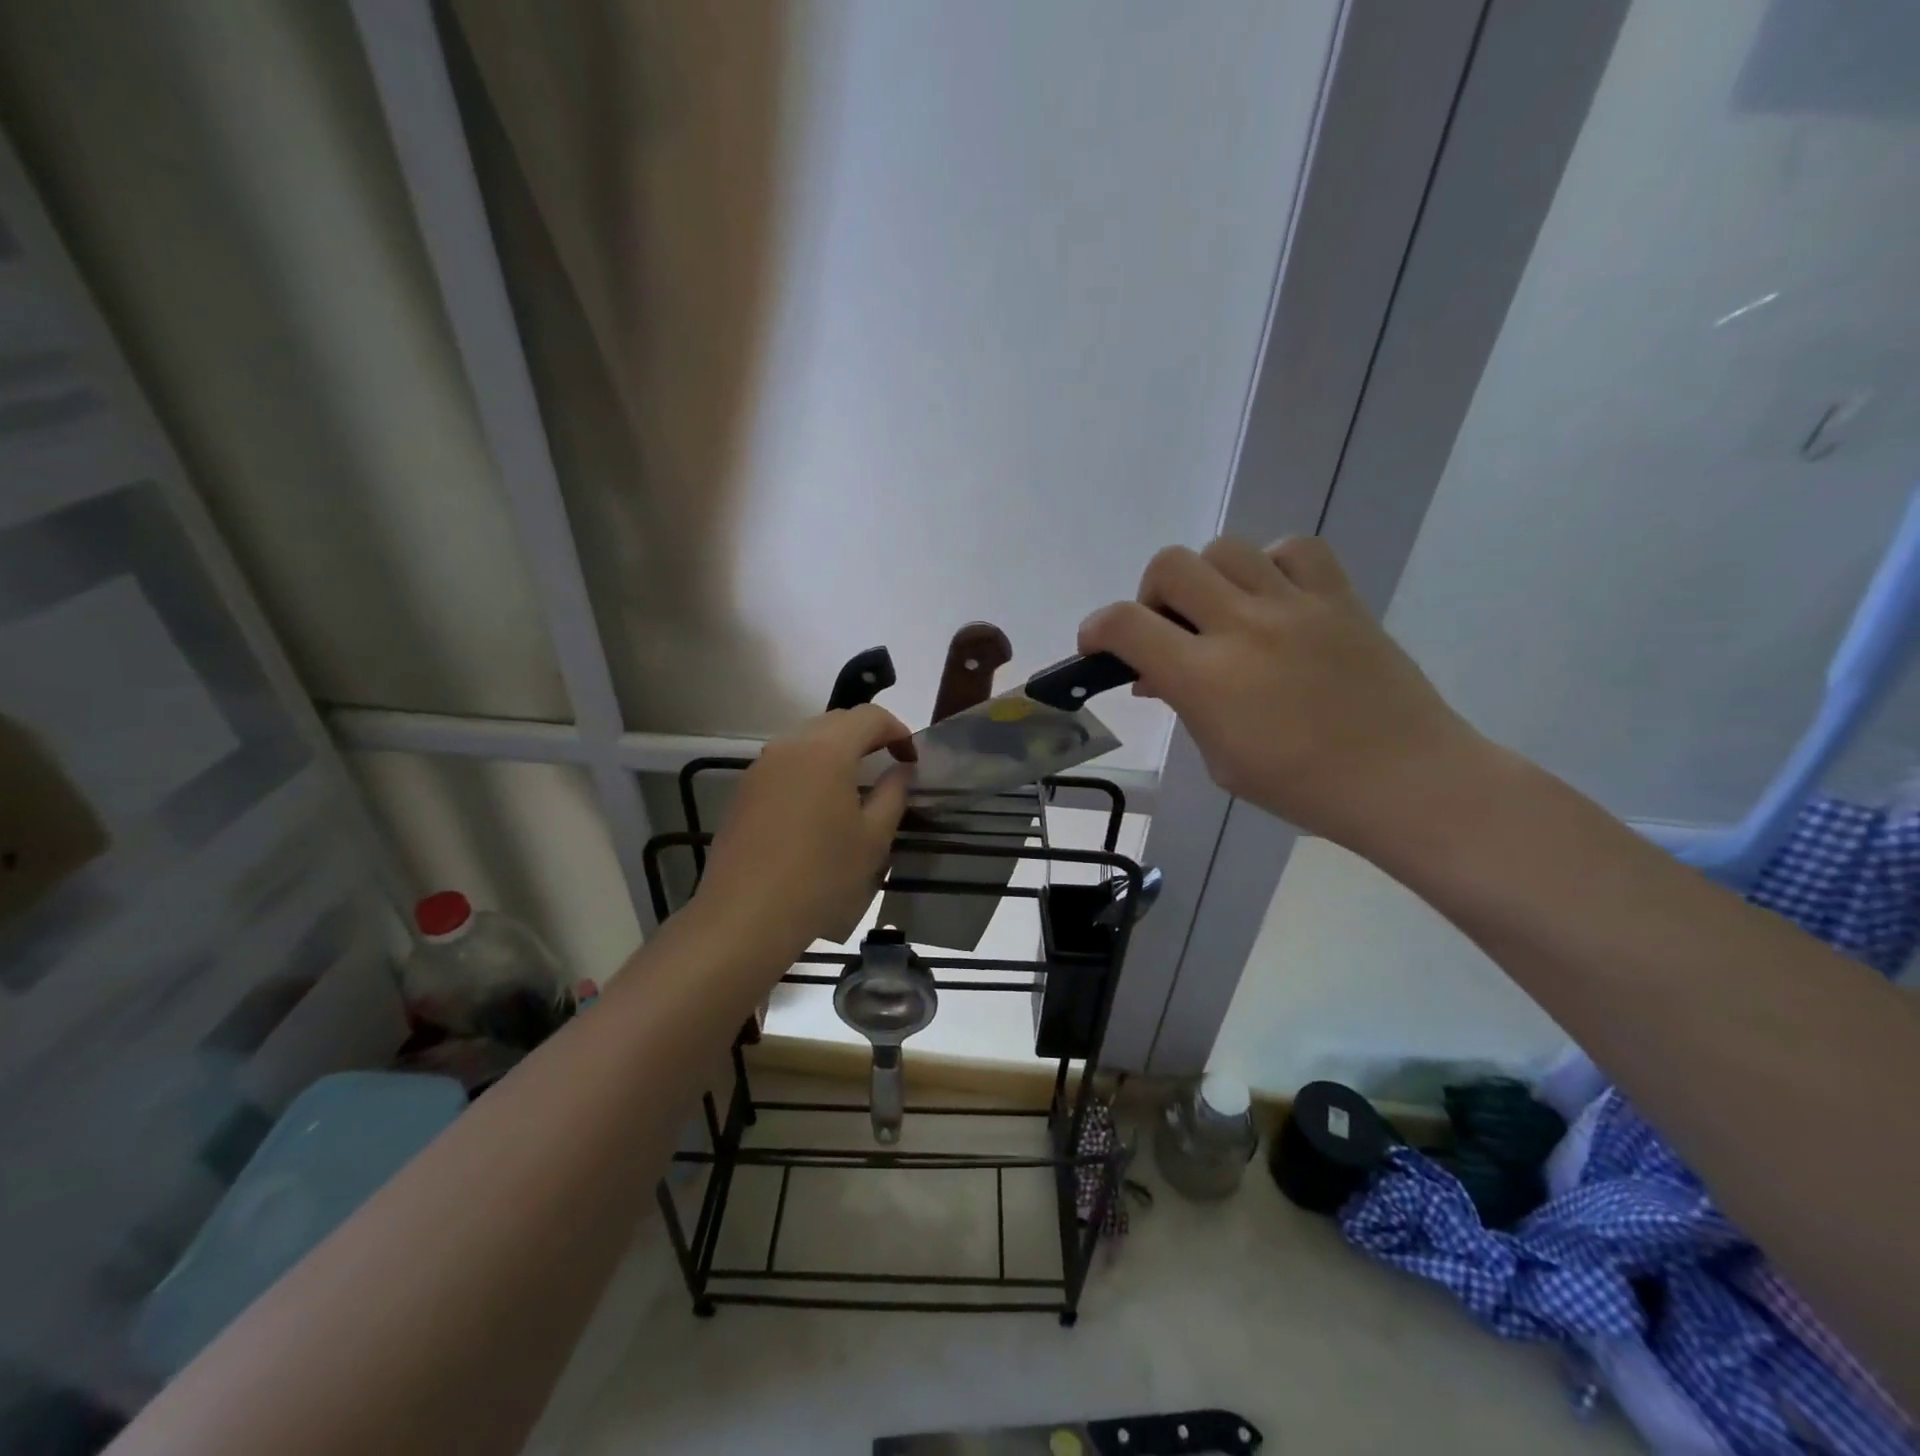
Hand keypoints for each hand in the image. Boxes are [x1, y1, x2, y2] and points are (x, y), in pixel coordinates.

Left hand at [695, 705, 913, 955]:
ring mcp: (761, 766)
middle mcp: (790, 745)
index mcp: (827, 750)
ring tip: (855, 786)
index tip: (912, 761)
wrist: (746, 916)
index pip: (870, 717)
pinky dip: (810, 769)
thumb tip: (901, 769)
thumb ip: (893, 793)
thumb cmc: (821, 876)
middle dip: (868, 736)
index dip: (898, 732)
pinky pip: (786, 763)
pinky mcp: (744, 790)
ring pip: (807, 740)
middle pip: (836, 721)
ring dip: (837, 751)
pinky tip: (818, 806)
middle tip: (888, 766)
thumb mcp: (873, 838)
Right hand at [1078, 537, 1483, 852]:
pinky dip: (1271, 565)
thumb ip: (1184, 706)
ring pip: (1225, 548)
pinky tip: (1274, 598)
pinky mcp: (1339, 596)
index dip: (1095, 629)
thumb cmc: (1302, 787)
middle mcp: (1243, 626)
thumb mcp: (1221, 760)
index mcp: (1206, 677)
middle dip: (1151, 596)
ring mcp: (1295, 604)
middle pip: (1169, 565)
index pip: (1124, 624)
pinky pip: (1293, 549)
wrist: (1405, 779)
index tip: (1097, 646)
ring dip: (1207, 578)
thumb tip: (1158, 675)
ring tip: (1222, 613)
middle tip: (1168, 631)